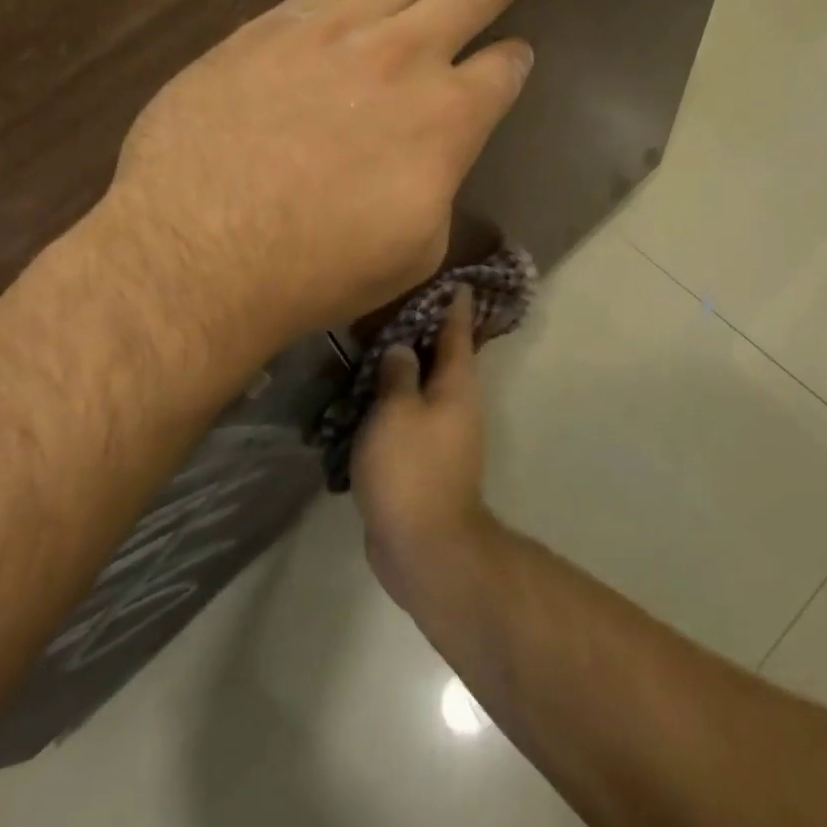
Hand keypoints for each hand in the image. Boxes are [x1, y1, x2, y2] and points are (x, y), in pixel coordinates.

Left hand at [105, 0, 586, 366]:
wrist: (197, 250)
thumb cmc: (315, 269)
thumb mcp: (412, 249)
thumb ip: (436, 184)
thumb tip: (433, 153)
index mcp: (448, 119)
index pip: (503, 72)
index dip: (516, 63)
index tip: (519, 57)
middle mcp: (405, 56)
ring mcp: (337, 30)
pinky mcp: (276, 24)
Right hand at [352, 287, 498, 604]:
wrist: (424, 546)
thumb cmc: (412, 468)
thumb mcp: (397, 411)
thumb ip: (398, 374)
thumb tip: (403, 349)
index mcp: (457, 387)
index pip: (458, 334)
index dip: (456, 306)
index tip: (457, 281)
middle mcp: (456, 406)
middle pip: (444, 360)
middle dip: (427, 333)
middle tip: (401, 305)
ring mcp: (442, 437)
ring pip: (424, 389)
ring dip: (406, 369)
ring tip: (377, 345)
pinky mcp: (423, 462)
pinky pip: (408, 418)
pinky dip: (392, 403)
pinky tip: (367, 397)